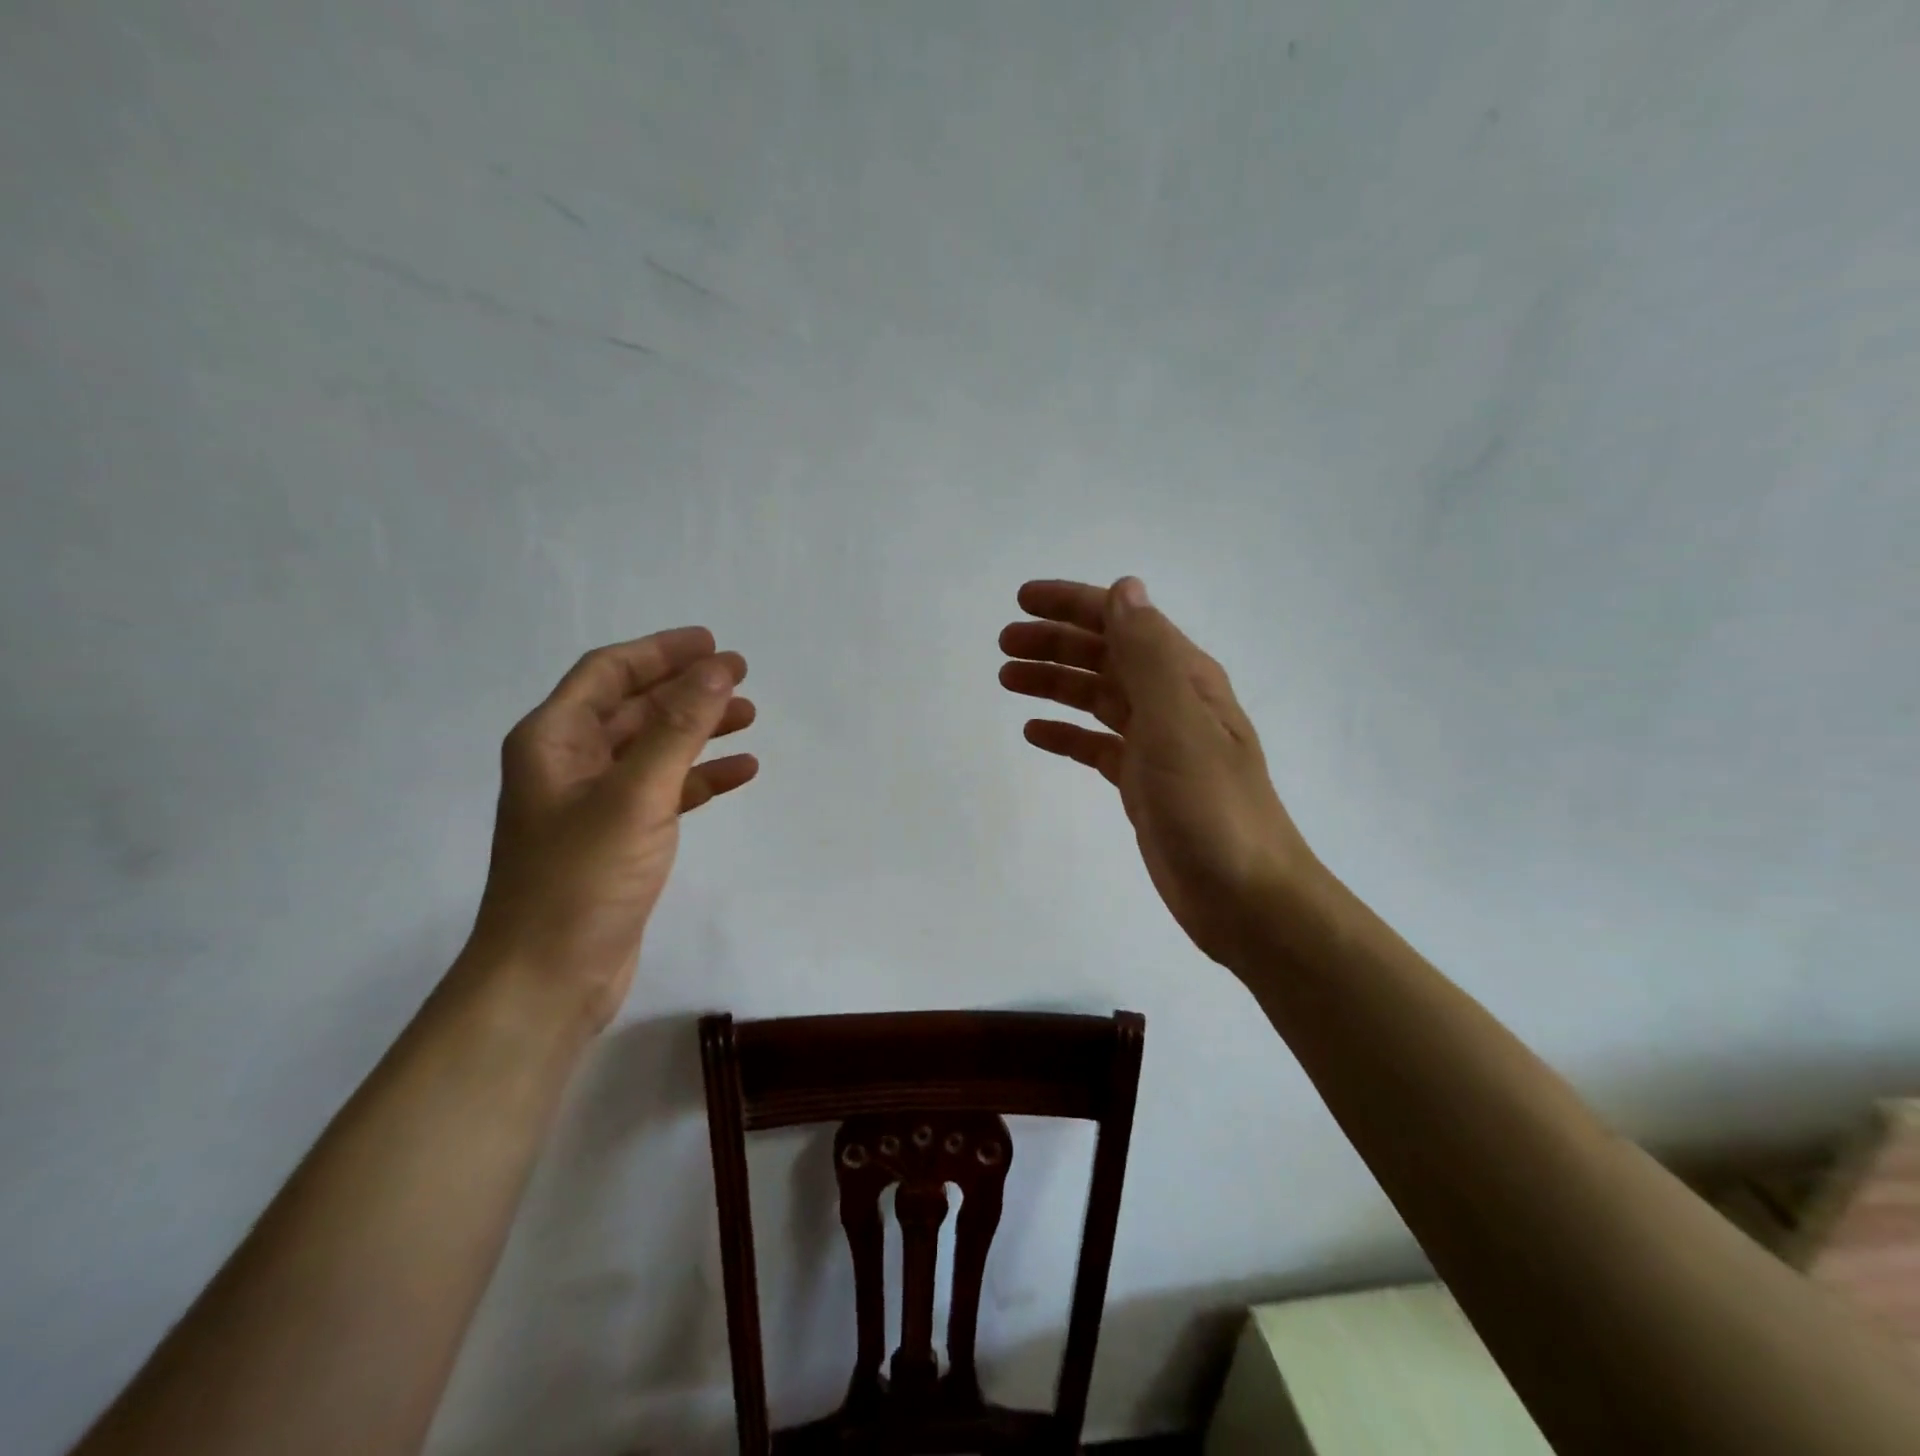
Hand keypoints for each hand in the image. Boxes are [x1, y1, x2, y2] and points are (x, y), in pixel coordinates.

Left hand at [465, 628, 757, 1029]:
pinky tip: (740, 772)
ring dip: (699, 729)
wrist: (549, 979)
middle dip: (686, 688)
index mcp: (553, 741)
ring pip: (654, 748)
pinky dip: (701, 777)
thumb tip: (718, 668)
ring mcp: (595, 803)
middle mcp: (569, 763)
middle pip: (634, 707)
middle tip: (741, 675)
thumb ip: (679, 728)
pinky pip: (666, 789)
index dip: (660, 652)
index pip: (608, 673)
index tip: (712, 642)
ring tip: (749, 716)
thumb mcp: (635, 794)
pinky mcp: (619, 838)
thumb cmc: (581, 880)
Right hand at [999, 577, 1317, 966]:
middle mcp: (1171, 702)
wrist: (1245, 897)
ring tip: (1007, 679)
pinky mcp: (1142, 783)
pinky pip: (1096, 745)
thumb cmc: (1211, 808)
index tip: (1022, 600)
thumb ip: (1148, 656)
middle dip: (1055, 643)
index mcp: (1184, 678)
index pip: (1123, 621)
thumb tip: (1124, 589)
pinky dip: (1066, 733)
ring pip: (1096, 698)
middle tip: (1004, 644)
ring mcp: (1157, 744)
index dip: (1073, 604)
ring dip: (1054, 683)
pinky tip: (1036, 733)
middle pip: (1104, 656)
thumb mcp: (1178, 723)